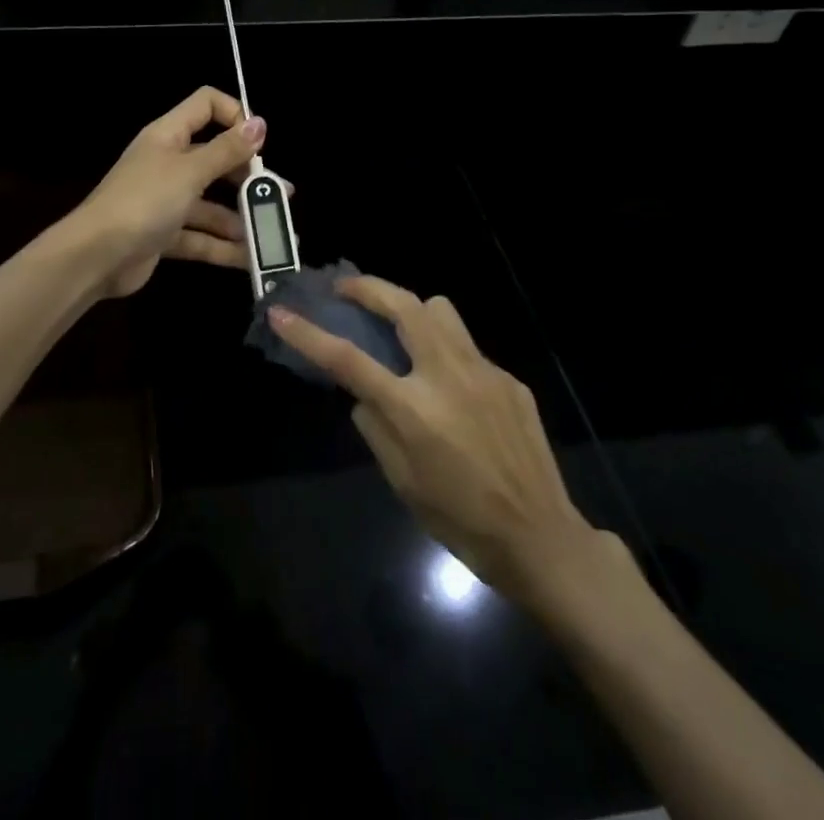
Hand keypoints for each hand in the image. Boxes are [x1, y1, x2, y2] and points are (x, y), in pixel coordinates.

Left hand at [73, 87, 265, 297]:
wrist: (95, 257)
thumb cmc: (143, 201)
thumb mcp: (189, 171)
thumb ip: (226, 150)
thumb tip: (259, 123)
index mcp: (169, 136)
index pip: (206, 105)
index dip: (234, 115)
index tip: (258, 142)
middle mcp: (168, 163)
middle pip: (215, 158)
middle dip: (248, 176)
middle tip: (279, 194)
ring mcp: (166, 201)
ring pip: (212, 204)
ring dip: (242, 217)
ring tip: (276, 232)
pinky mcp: (165, 234)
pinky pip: (201, 236)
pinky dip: (224, 247)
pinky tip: (253, 259)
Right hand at [269, 277, 624, 608]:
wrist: (541, 538)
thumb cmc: (460, 519)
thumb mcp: (401, 481)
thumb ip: (375, 427)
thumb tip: (364, 395)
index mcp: (412, 409)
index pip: (347, 359)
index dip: (308, 334)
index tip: (282, 313)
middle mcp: (447, 376)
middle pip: (403, 305)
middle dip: (368, 287)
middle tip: (346, 289)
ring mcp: (483, 371)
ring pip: (440, 310)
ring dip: (412, 309)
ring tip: (402, 331)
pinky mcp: (509, 379)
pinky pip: (468, 348)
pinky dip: (447, 352)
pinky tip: (452, 389)